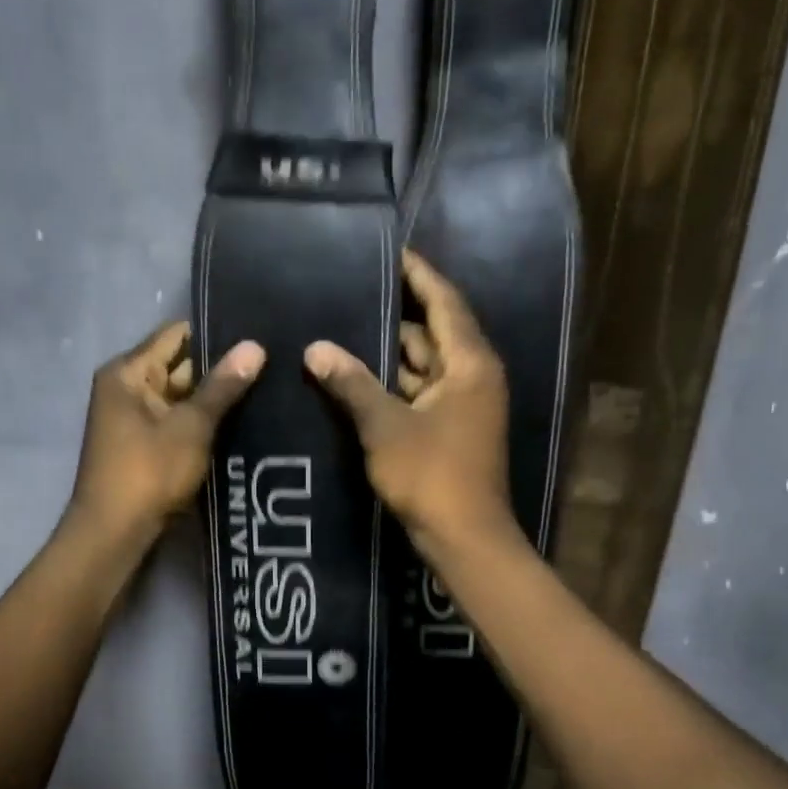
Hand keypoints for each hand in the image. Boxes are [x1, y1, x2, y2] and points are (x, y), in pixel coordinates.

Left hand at [67, 321, 264, 544]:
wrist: (114, 532)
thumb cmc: (148, 471)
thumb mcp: (191, 426)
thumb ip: (222, 386)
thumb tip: (254, 346)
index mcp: (128, 372)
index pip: (176, 335)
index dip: (215, 334)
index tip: (256, 336)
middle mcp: (127, 388)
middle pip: (180, 366)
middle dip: (220, 369)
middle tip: (272, 365)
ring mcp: (134, 419)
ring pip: (182, 398)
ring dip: (214, 400)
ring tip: (267, 390)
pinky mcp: (145, 446)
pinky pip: (178, 423)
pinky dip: (202, 424)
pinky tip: (242, 423)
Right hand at [305, 249, 514, 553]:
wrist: (464, 537)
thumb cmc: (431, 475)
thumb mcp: (385, 426)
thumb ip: (352, 384)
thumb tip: (315, 348)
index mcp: (469, 363)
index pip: (444, 302)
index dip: (418, 275)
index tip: (389, 251)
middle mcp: (472, 376)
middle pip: (432, 333)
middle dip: (395, 316)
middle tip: (351, 294)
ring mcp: (463, 406)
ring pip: (424, 366)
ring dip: (389, 355)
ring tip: (344, 332)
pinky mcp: (451, 431)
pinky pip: (420, 393)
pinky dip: (393, 386)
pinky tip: (357, 380)